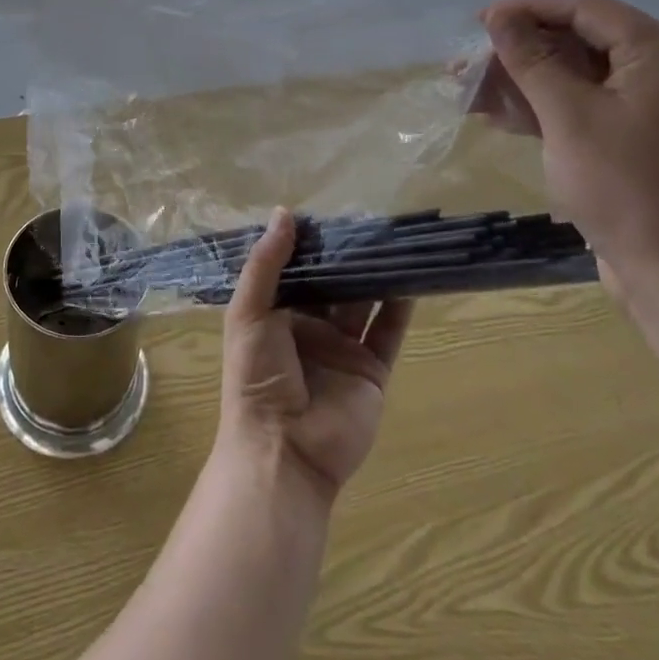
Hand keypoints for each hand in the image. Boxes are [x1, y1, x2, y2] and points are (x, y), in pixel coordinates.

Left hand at [218, 208, 412, 501]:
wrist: (284, 448)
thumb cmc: (255, 376)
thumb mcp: (248, 313)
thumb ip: (266, 264)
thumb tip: (284, 212)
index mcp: (274, 314)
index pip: (295, 269)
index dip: (309, 244)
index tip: (328, 211)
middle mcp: (309, 328)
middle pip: (332, 283)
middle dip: (346, 256)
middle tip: (367, 219)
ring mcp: (342, 349)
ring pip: (363, 302)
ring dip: (375, 274)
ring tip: (393, 239)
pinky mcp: (371, 370)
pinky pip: (388, 332)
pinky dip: (399, 306)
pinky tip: (410, 278)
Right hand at [477, 0, 658, 307]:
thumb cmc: (623, 185)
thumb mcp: (567, 115)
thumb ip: (531, 58)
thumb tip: (499, 15)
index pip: (587, 11)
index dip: (528, 10)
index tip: (478, 22)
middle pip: (581, 43)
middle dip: (519, 53)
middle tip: (467, 66)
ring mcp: (658, 108)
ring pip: (580, 77)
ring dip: (525, 83)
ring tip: (470, 94)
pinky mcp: (643, 138)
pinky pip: (589, 107)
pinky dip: (547, 109)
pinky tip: (500, 117)